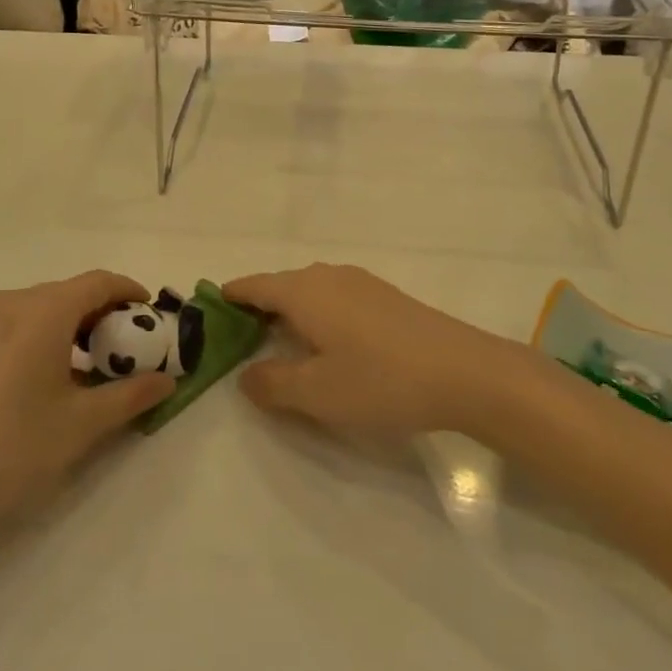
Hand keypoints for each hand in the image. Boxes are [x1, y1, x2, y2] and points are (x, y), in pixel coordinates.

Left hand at [0, 272, 173, 535]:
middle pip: (73, 293)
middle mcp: (13, 302)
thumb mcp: (82, 423)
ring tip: (96, 367)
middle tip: (130, 349)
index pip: (100, 282)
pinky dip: (49, 336)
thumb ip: (131, 395)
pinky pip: (22, 323)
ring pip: (46, 308)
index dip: (131, 293)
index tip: (153, 318)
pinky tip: (55, 377)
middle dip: (107, 314)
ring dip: (77, 327)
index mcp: (43, 310)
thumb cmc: (12, 447)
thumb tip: (168, 380)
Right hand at [224, 264, 521, 436]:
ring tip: (279, 346)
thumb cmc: (381, 380)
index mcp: (303, 291)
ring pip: (309, 292)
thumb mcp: (316, 393)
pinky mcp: (385, 296)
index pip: (252, 286)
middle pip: (279, 287)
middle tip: (238, 342)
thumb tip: (245, 375)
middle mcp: (327, 276)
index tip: (206, 313)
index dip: (227, 298)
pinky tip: (328, 345)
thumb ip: (272, 384)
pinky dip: (317, 316)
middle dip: (256, 310)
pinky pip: (335, 299)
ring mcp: (360, 283)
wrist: (465, 371)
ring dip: (289, 314)